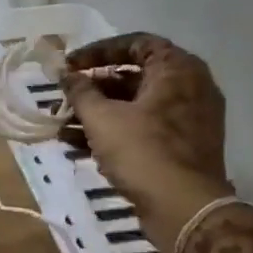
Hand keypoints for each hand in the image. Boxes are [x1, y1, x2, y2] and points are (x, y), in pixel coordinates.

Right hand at [60, 34, 231, 232]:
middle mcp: (191, 88)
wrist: (185, 209)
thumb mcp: (101, 117)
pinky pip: (144, 129)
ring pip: (136, 107)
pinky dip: (114, 133)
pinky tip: (77, 146)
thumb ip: (80, 90)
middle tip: (64, 97)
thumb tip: (66, 74)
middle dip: (93, 88)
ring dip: (97, 113)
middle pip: (134, 77)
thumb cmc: (143, 151)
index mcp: (178, 69)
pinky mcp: (184, 148)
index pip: (136, 43)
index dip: (98, 51)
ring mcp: (190, 120)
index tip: (70, 66)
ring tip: (61, 126)